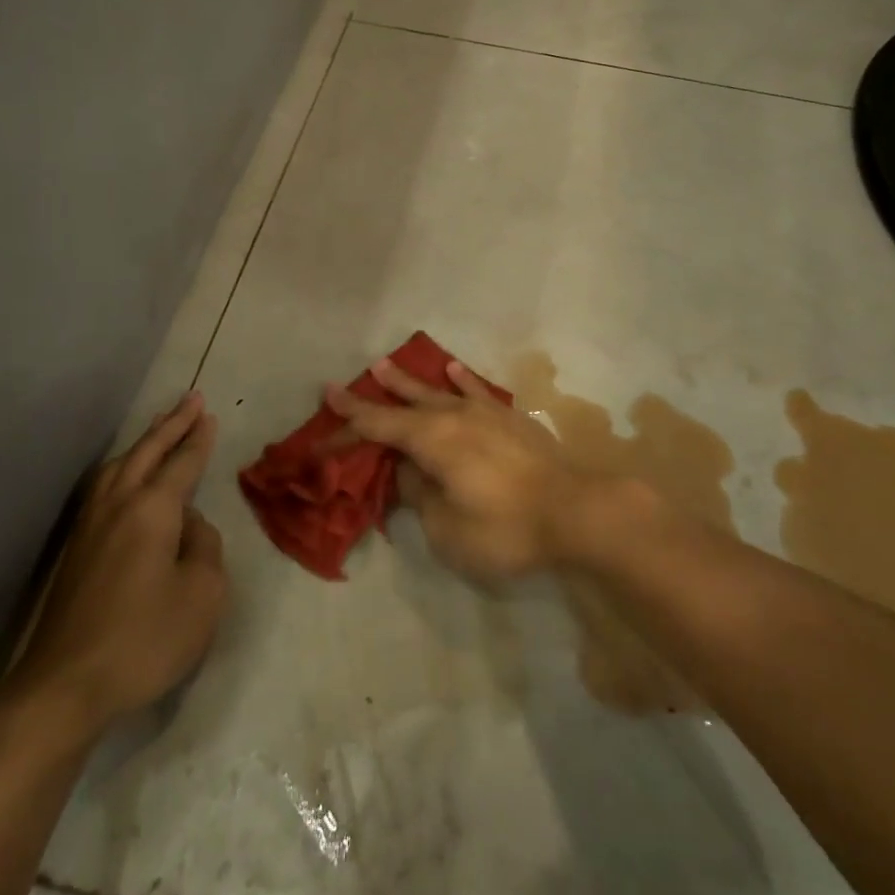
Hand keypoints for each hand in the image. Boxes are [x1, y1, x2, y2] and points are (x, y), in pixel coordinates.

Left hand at [7, 393, 227, 733]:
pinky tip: (123, 476)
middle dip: (170, 425)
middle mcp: (118, 506)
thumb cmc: (144, 640)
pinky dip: (122, 467)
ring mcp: (90, 527)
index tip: (209, 414)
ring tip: (159, 428)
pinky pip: (103, 487)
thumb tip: (189, 526)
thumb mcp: (203, 594)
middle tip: (190, 400)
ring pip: (118, 467)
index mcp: (153, 510)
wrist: (63, 689)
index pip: (182, 464)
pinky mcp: (75, 551)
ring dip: (143, 443)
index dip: (198, 439)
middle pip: (146, 453)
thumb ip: (205, 548)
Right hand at [326, 358, 592, 580]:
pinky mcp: (511, 419)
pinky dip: (461, 380)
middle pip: (402, 406)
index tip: (317, 432)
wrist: (577, 512)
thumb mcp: (448, 528)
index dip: (344, 430)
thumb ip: (422, 496)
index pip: (376, 430)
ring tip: (385, 365)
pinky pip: (476, 392)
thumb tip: (411, 472)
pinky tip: (452, 369)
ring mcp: (485, 413)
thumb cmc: (506, 528)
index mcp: (431, 441)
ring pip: (437, 392)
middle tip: (340, 385)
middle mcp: (453, 417)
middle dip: (370, 399)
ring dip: (409, 382)